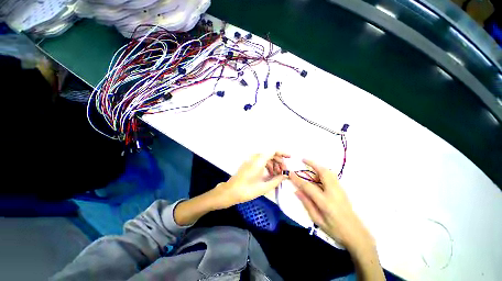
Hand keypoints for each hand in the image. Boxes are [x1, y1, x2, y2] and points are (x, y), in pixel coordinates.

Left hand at [209, 152, 289, 209]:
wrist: (230, 192)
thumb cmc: (247, 190)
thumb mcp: (264, 187)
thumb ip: (277, 180)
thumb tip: (286, 175)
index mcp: (259, 161)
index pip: (273, 150)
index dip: (282, 152)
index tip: (290, 158)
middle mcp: (255, 157)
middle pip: (270, 154)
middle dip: (279, 161)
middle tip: (284, 171)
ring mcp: (251, 160)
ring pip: (266, 158)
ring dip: (273, 164)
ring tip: (278, 174)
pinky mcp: (249, 164)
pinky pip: (261, 161)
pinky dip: (267, 165)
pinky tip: (270, 174)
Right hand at [289, 159, 372, 251]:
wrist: (356, 234)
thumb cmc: (335, 230)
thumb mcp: (317, 220)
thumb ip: (307, 203)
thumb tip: (296, 191)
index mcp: (325, 202)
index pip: (308, 186)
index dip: (297, 179)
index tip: (290, 172)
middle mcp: (333, 192)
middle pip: (323, 173)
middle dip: (312, 164)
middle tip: (303, 159)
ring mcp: (340, 190)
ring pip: (329, 172)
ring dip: (319, 166)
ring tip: (310, 165)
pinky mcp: (343, 190)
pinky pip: (332, 176)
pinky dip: (324, 171)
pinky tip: (319, 174)